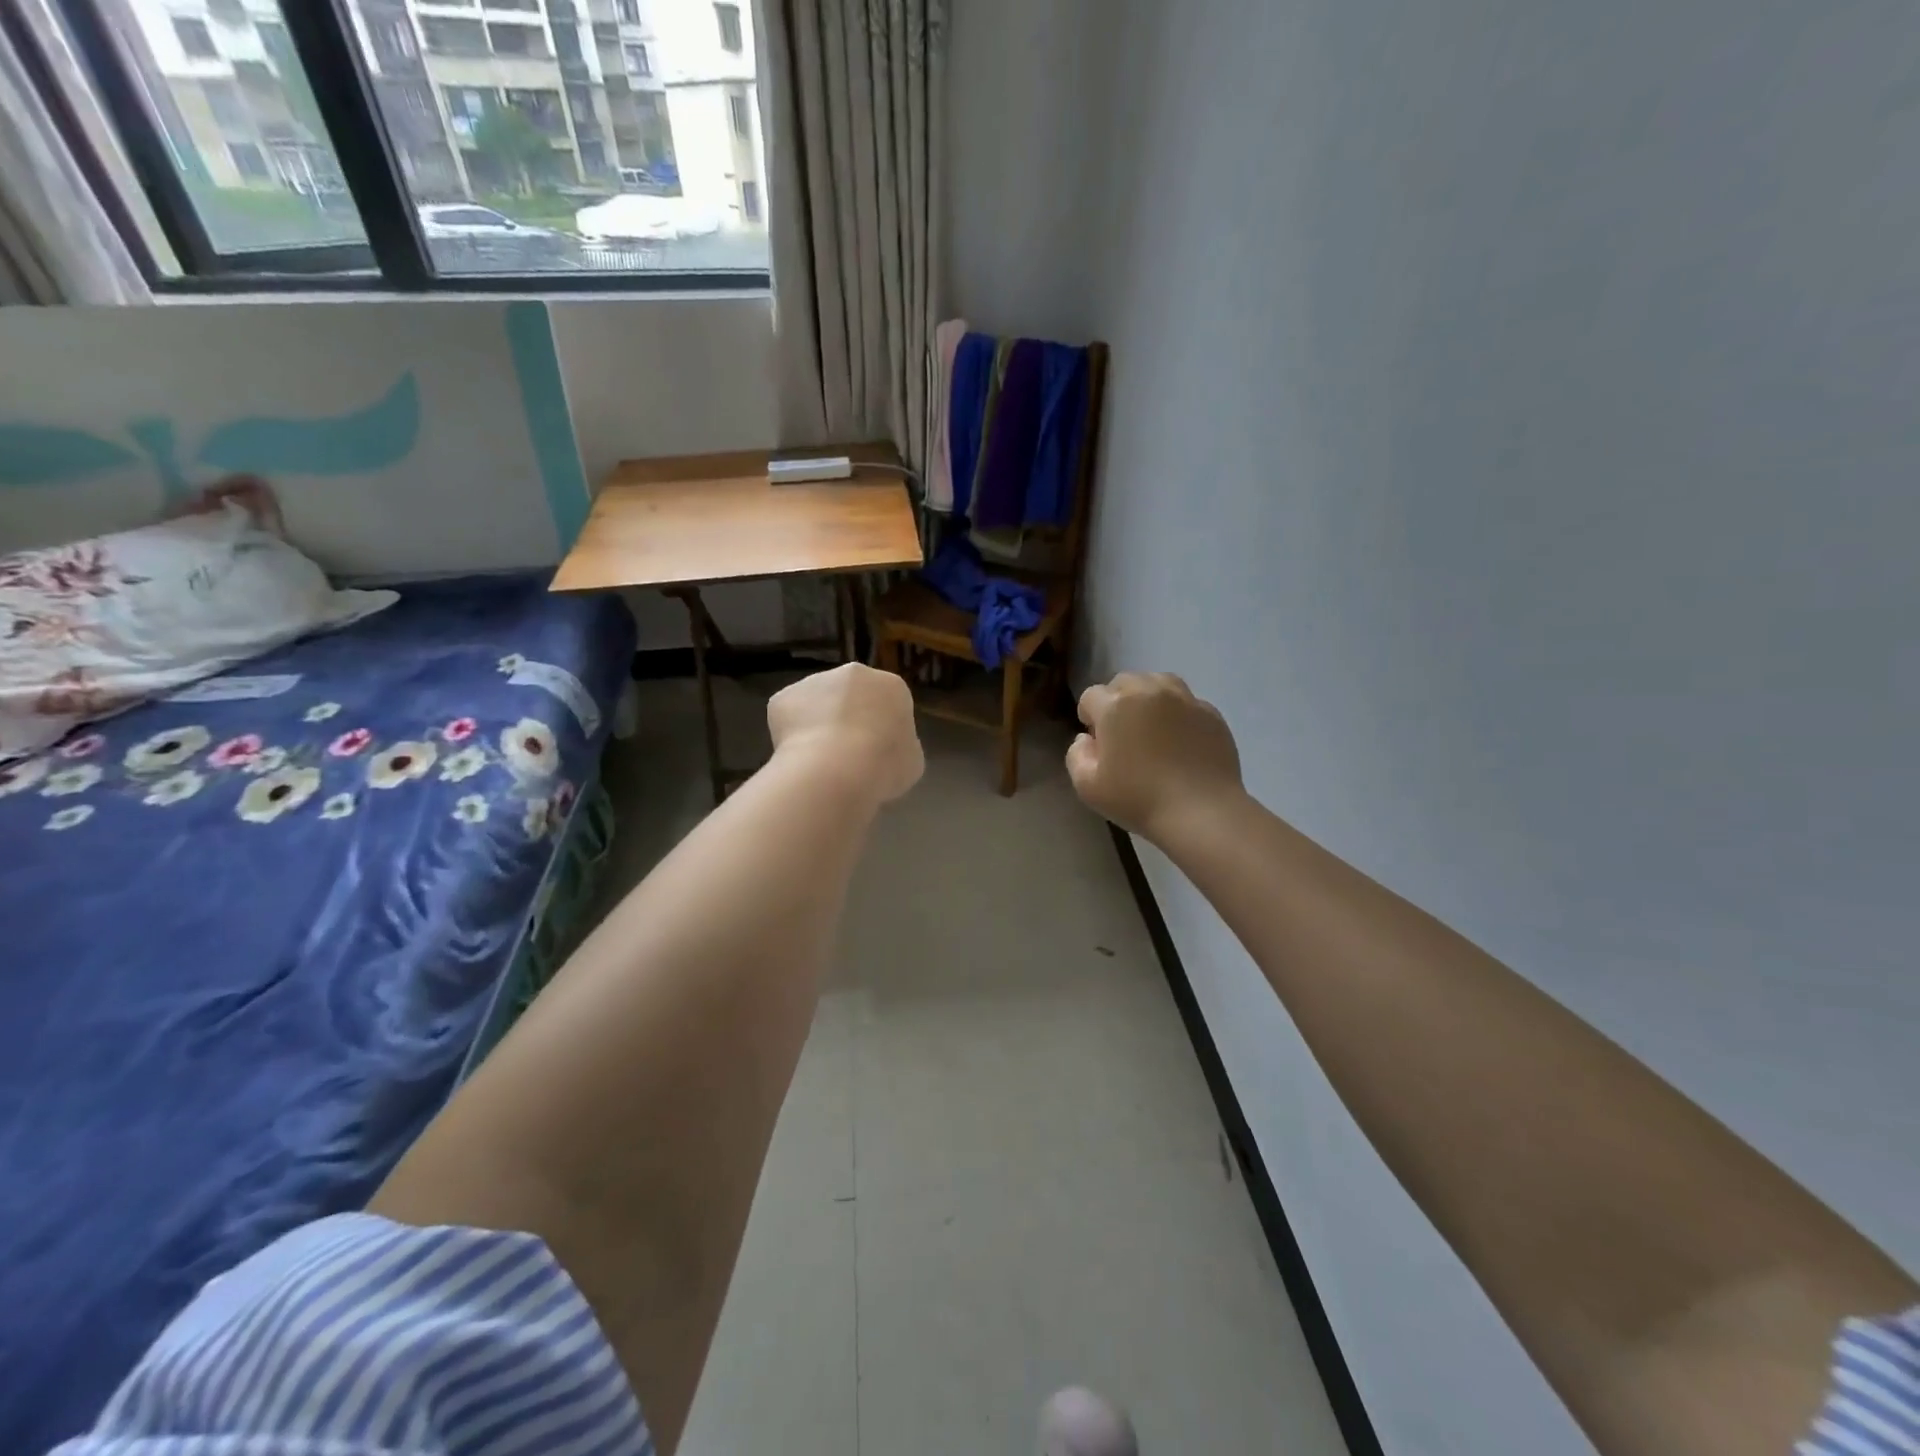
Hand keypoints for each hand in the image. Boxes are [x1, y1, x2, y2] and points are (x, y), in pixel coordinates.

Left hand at [768, 663, 923, 804]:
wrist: (835, 770)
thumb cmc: (884, 765)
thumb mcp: (911, 761)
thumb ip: (900, 746)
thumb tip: (885, 748)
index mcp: (891, 686)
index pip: (888, 702)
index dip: (881, 729)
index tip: (876, 753)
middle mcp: (853, 673)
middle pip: (851, 695)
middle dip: (848, 718)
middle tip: (847, 754)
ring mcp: (814, 681)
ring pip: (817, 703)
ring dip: (818, 724)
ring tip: (819, 760)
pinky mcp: (783, 697)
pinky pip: (789, 716)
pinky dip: (791, 735)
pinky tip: (798, 757)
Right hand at [1067, 672, 1242, 841]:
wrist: (1201, 812)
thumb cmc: (1138, 799)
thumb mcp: (1087, 786)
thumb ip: (1076, 755)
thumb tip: (1086, 739)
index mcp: (1115, 706)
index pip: (1091, 696)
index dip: (1089, 717)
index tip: (1097, 742)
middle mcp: (1149, 691)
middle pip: (1124, 682)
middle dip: (1117, 701)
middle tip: (1123, 733)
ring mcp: (1184, 699)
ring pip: (1158, 682)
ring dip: (1148, 697)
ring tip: (1152, 726)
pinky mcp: (1211, 713)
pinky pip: (1187, 702)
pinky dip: (1178, 713)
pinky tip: (1180, 740)